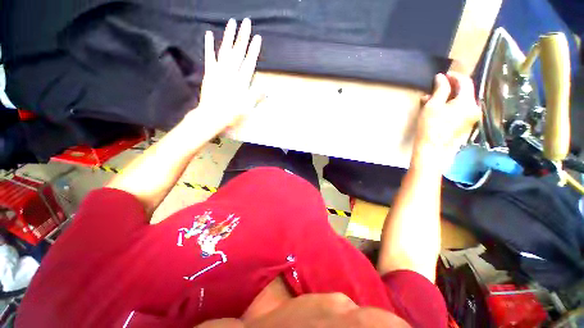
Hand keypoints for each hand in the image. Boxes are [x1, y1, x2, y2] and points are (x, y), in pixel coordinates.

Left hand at [186, 18, 261, 135]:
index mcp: (241, 81)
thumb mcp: (248, 107)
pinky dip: (208, 45)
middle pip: (238, 52)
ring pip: (225, 50)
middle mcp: (231, 73)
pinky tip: (208, 33)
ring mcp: (219, 71)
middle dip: (243, 36)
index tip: (257, 37)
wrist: (213, 115)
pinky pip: (209, 56)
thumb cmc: (232, 113)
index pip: (249, 62)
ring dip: (229, 36)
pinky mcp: (209, 72)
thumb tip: (268, 90)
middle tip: (246, 22)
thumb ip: (257, 96)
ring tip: (232, 22)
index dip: (254, 49)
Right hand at [415, 72, 480, 151]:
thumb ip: (440, 89)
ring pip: (461, 102)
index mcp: (468, 101)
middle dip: (450, 88)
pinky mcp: (466, 125)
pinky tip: (438, 109)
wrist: (433, 149)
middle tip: (436, 88)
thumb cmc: (431, 126)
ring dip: (449, 98)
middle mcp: (474, 108)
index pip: (465, 82)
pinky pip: (460, 110)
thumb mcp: (433, 105)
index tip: (443, 75)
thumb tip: (441, 77)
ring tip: (432, 100)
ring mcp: (471, 118)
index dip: (454, 76)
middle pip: (465, 92)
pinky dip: (451, 107)